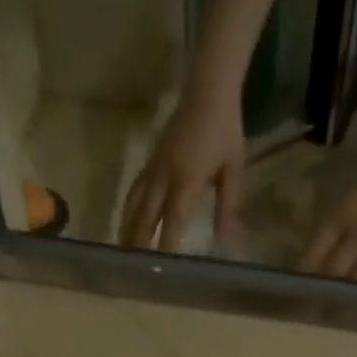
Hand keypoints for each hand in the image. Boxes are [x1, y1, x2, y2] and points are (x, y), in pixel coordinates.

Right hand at [120, 89, 246, 253]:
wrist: (208, 90)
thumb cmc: (225, 130)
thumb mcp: (234, 169)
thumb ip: (228, 205)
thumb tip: (226, 239)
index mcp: (186, 180)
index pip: (172, 219)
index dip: (165, 244)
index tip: (161, 267)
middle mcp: (164, 176)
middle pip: (145, 216)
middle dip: (138, 241)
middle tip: (132, 267)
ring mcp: (154, 167)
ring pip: (135, 203)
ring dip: (127, 227)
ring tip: (122, 249)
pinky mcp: (151, 160)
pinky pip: (135, 189)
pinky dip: (130, 208)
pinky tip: (128, 220)